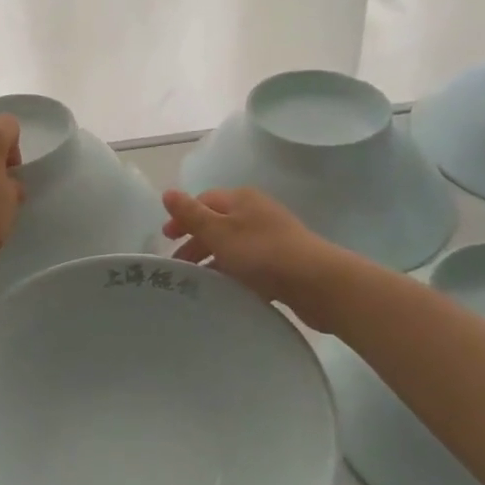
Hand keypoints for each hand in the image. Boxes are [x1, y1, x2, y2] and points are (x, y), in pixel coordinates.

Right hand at [162, 187, 352, 327]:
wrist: (318, 283)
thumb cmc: (262, 252)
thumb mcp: (219, 232)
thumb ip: (191, 214)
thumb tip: (167, 192)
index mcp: (241, 200)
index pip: (204, 201)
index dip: (183, 217)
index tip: (166, 239)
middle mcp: (257, 214)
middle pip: (218, 224)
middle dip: (196, 243)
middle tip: (178, 267)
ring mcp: (273, 239)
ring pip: (233, 247)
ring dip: (214, 262)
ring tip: (198, 285)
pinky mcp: (284, 263)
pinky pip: (251, 266)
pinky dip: (234, 275)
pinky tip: (226, 293)